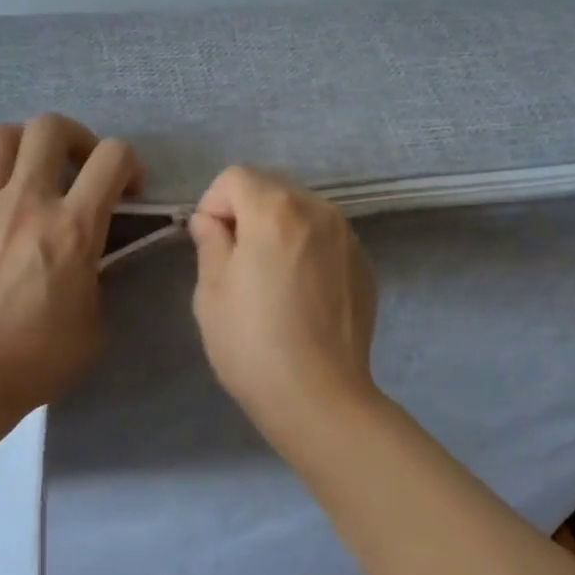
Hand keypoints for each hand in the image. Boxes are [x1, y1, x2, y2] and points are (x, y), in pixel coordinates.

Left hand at [0, 114, 142, 424]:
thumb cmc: (42, 356)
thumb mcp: (96, 318)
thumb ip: (99, 275)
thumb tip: (92, 256)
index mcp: (75, 226)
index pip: (113, 157)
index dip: (129, 163)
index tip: (127, 191)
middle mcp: (29, 201)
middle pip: (49, 127)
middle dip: (73, 137)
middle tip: (76, 166)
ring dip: (21, 145)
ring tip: (26, 171)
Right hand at [188, 167, 380, 438]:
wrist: (320, 397)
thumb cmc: (253, 344)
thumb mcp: (211, 291)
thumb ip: (210, 242)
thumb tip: (211, 221)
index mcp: (275, 210)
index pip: (235, 177)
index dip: (214, 204)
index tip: (211, 244)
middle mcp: (318, 210)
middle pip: (271, 187)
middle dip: (247, 211)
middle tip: (237, 261)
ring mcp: (347, 236)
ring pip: (301, 210)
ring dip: (279, 228)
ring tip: (271, 278)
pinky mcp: (363, 263)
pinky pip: (326, 237)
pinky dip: (307, 248)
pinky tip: (301, 293)